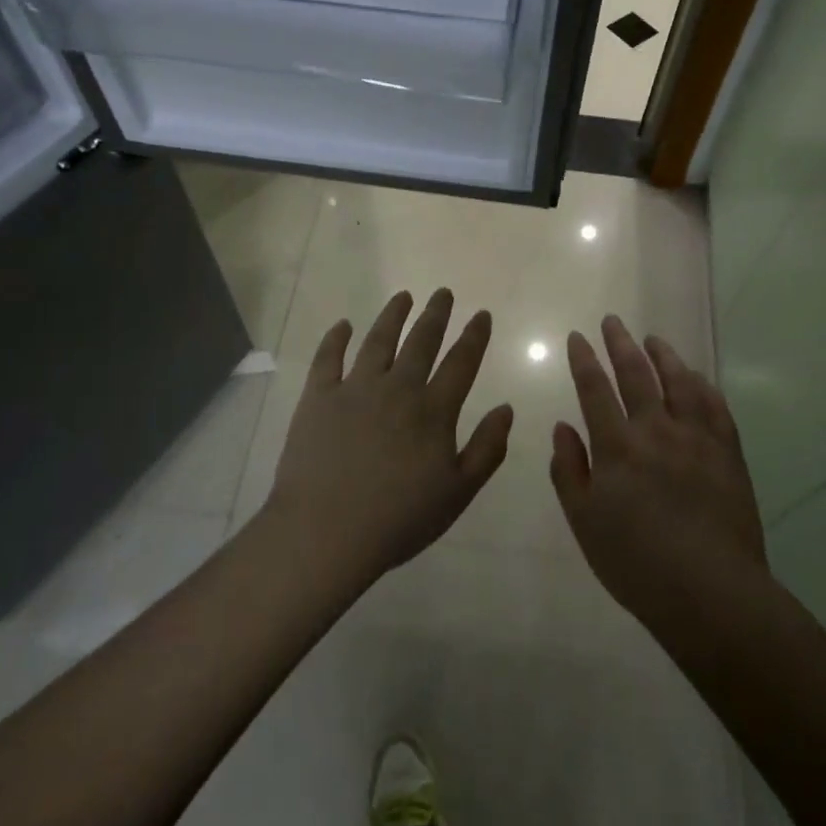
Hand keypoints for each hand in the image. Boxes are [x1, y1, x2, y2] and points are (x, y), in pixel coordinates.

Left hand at [266, 289, 512, 584]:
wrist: (325, 532)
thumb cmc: (398, 519)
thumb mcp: (457, 493)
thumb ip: (487, 449)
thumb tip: (506, 408)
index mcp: (434, 410)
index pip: (461, 362)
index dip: (474, 336)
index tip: (481, 314)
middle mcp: (397, 388)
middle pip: (421, 342)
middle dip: (436, 314)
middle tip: (443, 293)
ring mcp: (355, 389)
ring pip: (378, 340)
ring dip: (393, 315)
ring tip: (403, 297)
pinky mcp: (319, 397)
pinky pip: (328, 358)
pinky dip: (336, 338)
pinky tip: (344, 325)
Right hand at [550, 315, 767, 635]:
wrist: (710, 591)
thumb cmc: (636, 563)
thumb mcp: (584, 522)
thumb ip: (569, 470)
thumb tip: (562, 426)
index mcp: (616, 446)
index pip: (594, 389)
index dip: (584, 360)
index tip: (577, 337)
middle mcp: (656, 430)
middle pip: (636, 374)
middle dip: (619, 343)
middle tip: (612, 321)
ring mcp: (696, 438)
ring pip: (678, 382)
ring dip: (663, 356)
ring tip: (653, 339)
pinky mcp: (727, 452)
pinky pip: (714, 406)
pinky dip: (701, 385)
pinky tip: (696, 377)